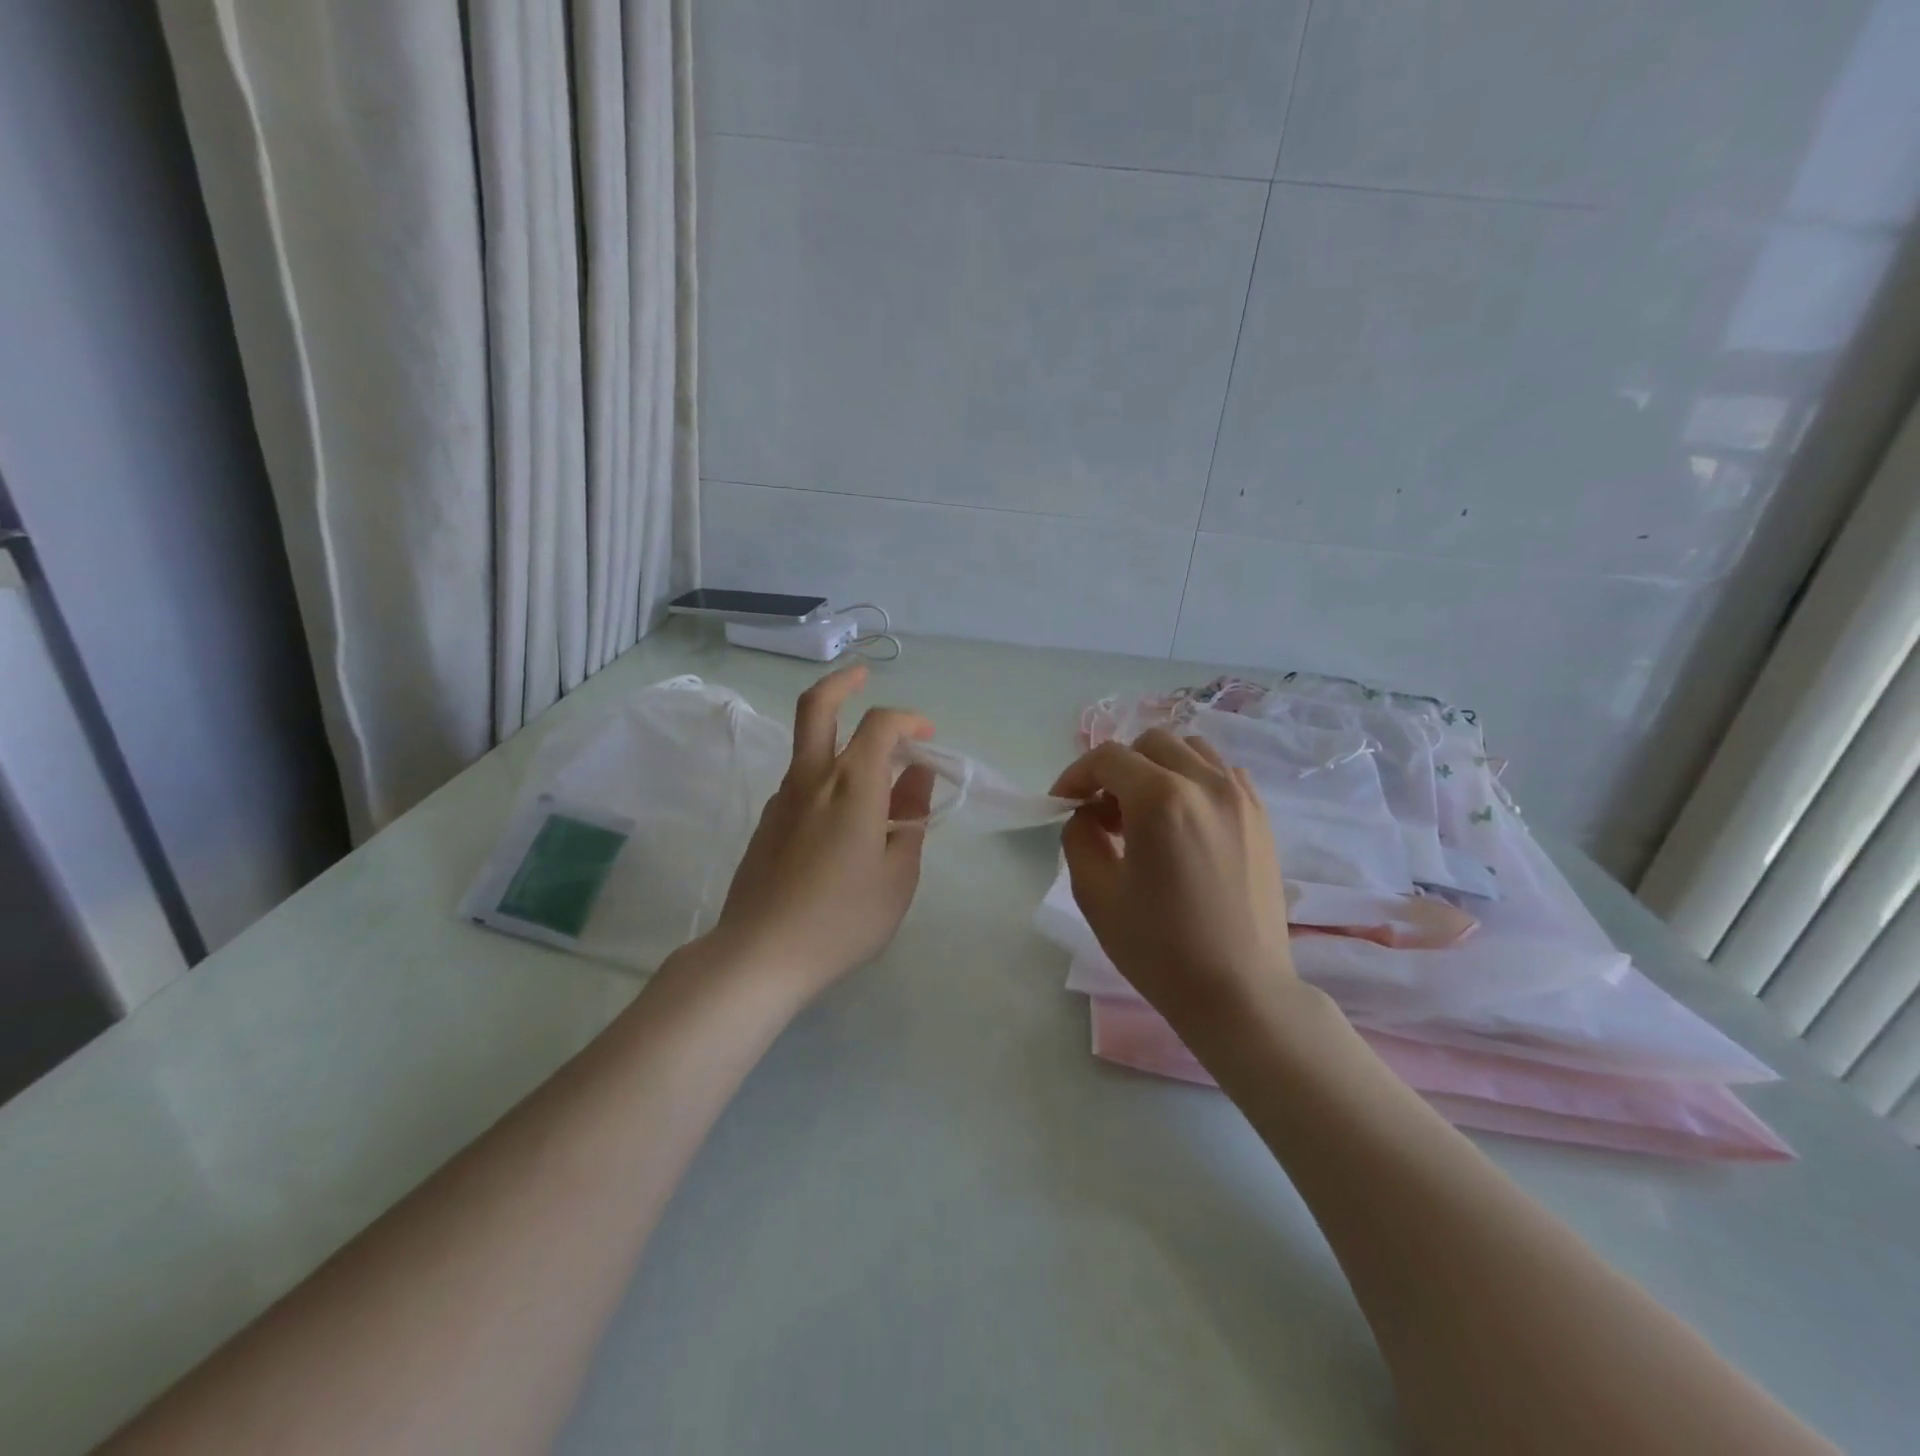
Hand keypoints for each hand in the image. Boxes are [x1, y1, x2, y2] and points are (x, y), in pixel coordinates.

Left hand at [707, 665, 936, 999]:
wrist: (760, 954)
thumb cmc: (843, 918)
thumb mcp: (898, 874)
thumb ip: (911, 818)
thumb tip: (918, 777)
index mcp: (852, 786)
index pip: (881, 725)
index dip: (909, 719)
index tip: (927, 737)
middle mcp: (812, 779)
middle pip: (817, 706)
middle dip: (843, 682)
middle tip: (863, 675)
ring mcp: (782, 798)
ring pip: (808, 746)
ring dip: (838, 737)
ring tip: (873, 773)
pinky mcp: (766, 822)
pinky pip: (801, 782)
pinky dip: (826, 776)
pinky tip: (843, 818)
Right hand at [1050, 730, 1300, 1037]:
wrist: (1240, 992)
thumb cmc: (1160, 948)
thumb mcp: (1096, 893)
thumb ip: (1079, 836)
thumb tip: (1088, 813)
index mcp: (1161, 799)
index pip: (1108, 758)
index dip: (1076, 775)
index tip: (1063, 804)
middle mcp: (1206, 783)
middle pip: (1150, 743)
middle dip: (1117, 769)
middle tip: (1103, 813)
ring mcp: (1241, 797)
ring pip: (1190, 750)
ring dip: (1157, 769)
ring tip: (1144, 814)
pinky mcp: (1260, 817)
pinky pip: (1220, 773)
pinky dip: (1193, 780)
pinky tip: (1183, 822)